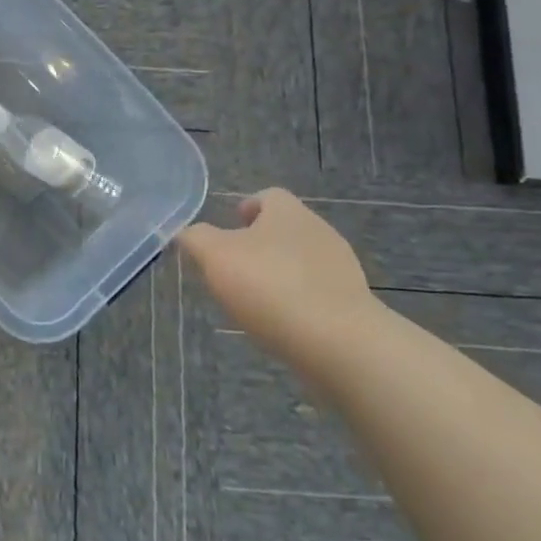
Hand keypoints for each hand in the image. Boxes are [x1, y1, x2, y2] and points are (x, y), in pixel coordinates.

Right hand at [178, 188, 379, 363]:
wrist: (339, 343)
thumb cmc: (271, 286)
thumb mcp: (215, 256)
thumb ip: (196, 238)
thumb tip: (187, 233)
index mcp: (288, 212)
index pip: (268, 196)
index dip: (246, 208)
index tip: (228, 231)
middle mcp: (319, 231)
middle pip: (285, 229)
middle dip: (260, 245)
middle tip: (233, 268)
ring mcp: (341, 269)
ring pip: (301, 261)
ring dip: (279, 274)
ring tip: (255, 301)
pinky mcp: (353, 304)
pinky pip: (317, 293)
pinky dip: (298, 302)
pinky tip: (282, 324)